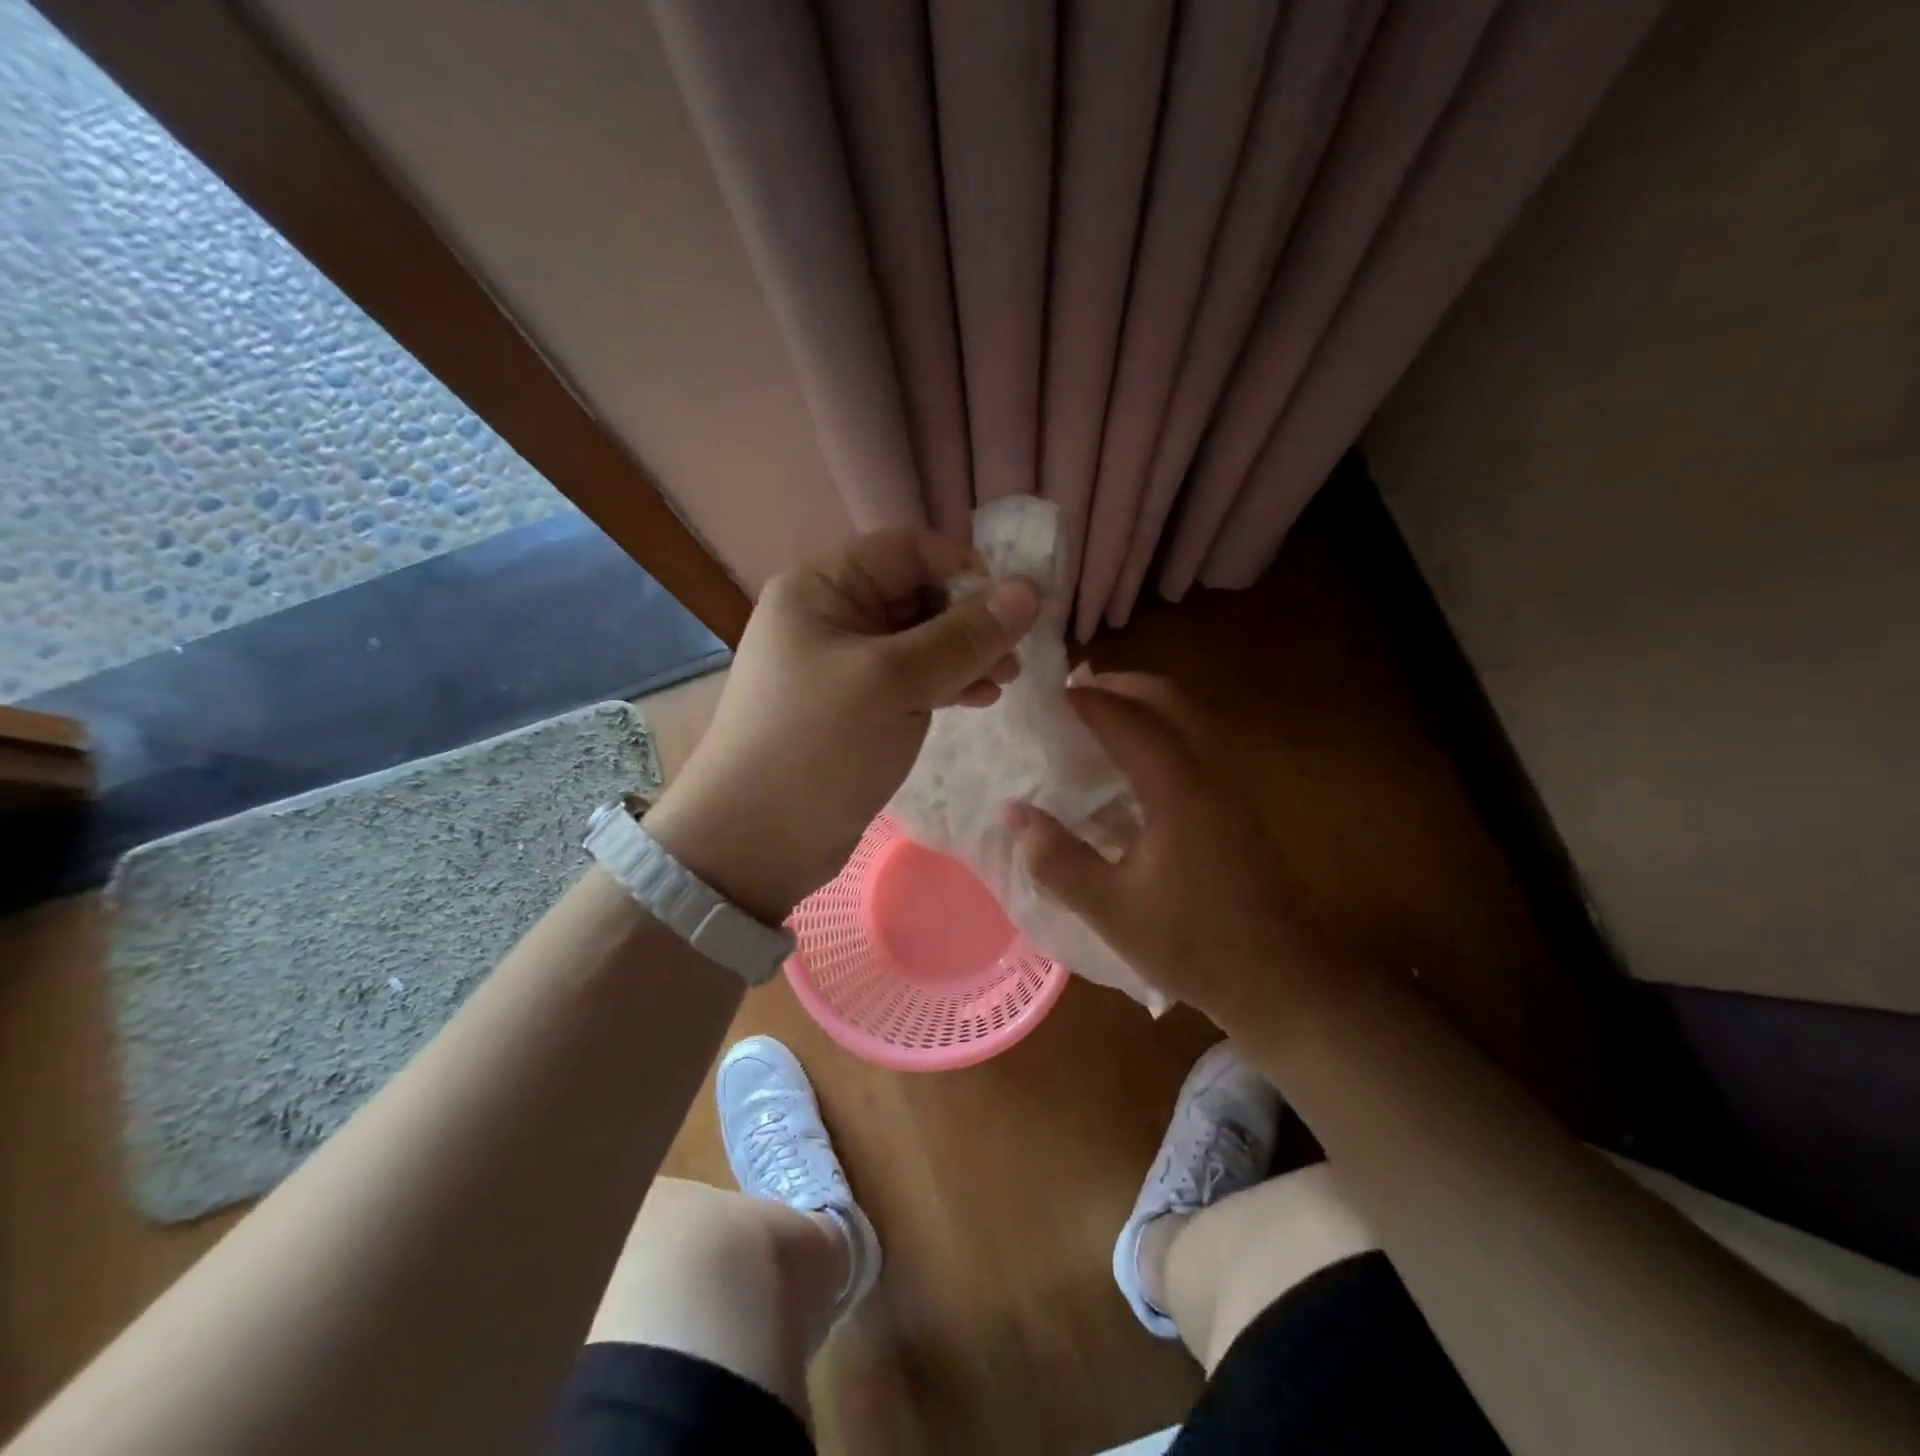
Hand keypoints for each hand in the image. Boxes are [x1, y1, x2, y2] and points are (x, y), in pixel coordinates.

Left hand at [644, 530, 1040, 923]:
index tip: (1014, 605)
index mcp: (822, 587)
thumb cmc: (819, 745)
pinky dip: (945, 683)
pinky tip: (979, 699)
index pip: (907, 550)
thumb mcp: (895, 681)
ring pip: (918, 641)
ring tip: (1005, 680)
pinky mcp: (855, 708)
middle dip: (970, 619)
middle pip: (916, 594)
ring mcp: (842, 665)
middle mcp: (830, 616)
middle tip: (1015, 654)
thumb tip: (1030, 591)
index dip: (964, 568)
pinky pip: (910, 679)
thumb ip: (964, 636)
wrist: (755, 841)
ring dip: (965, 654)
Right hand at [1004, 673, 1334, 1023]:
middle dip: (1120, 686)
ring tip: (1096, 722)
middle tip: (1074, 696)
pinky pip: (1194, 744)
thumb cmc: (1193, 943)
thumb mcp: (1111, 909)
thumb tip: (1012, 813)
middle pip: (1168, 700)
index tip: (1045, 696)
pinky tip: (1130, 769)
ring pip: (1187, 719)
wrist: (1281, 979)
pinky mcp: (1235, 807)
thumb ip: (1057, 858)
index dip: (1085, 701)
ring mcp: (1229, 787)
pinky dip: (1159, 732)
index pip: (1127, 720)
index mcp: (1178, 789)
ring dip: (1143, 706)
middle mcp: (1209, 773)